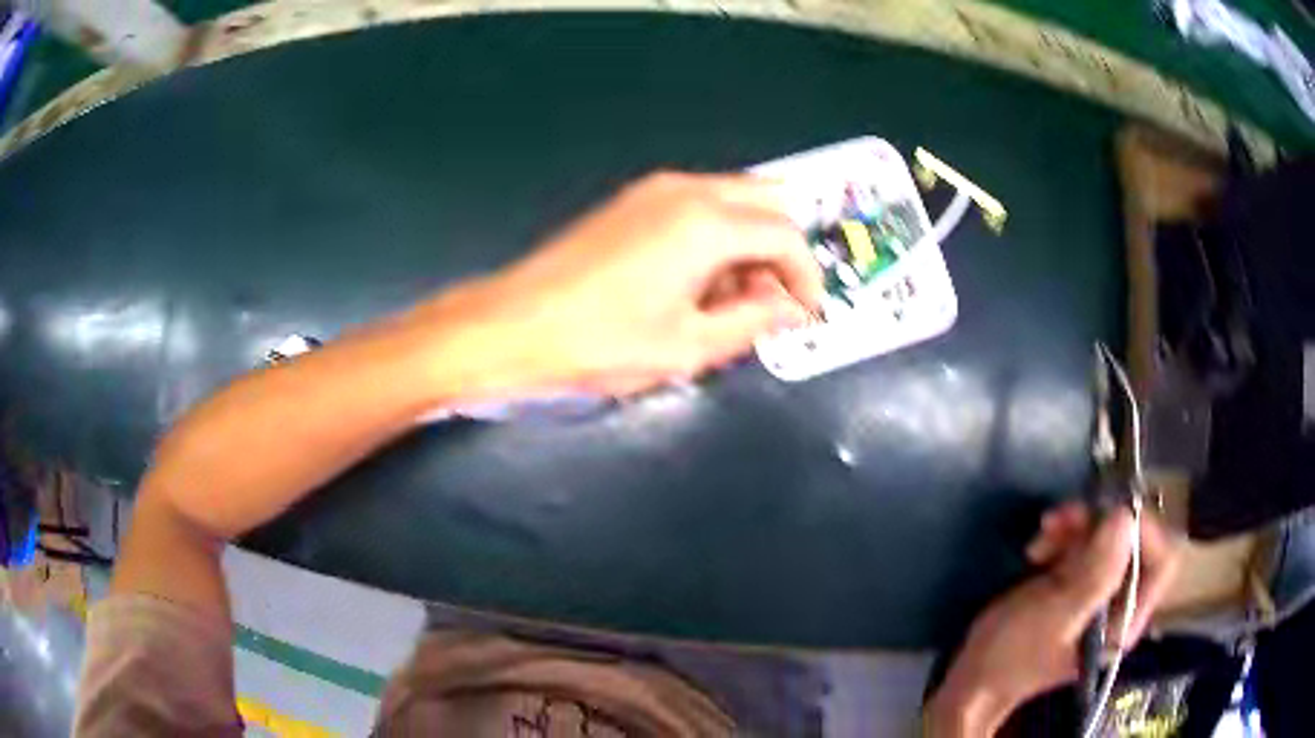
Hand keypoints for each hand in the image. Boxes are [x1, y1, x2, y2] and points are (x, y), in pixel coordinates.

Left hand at [432, 171, 823, 396]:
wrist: (513, 325)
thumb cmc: (602, 343)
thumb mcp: (689, 346)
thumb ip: (753, 321)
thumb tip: (791, 308)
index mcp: (707, 223)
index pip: (785, 235)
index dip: (806, 276)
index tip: (806, 313)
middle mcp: (686, 190)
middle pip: (764, 202)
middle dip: (780, 250)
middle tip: (771, 301)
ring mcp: (653, 189)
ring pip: (730, 200)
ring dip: (747, 242)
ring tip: (731, 299)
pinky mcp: (630, 201)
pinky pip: (696, 205)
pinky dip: (715, 234)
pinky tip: (694, 281)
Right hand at [924, 502, 1181, 736]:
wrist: (970, 686)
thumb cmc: (1007, 661)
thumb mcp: (1050, 615)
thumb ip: (1093, 570)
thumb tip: (1124, 516)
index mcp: (1124, 620)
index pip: (1162, 559)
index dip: (1141, 529)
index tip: (1104, 514)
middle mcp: (1121, 606)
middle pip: (1135, 542)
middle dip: (1102, 523)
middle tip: (1062, 521)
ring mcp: (1099, 596)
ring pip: (1110, 538)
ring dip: (1080, 526)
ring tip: (1044, 533)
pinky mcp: (1078, 588)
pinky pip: (1088, 545)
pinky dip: (1068, 536)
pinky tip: (1041, 542)